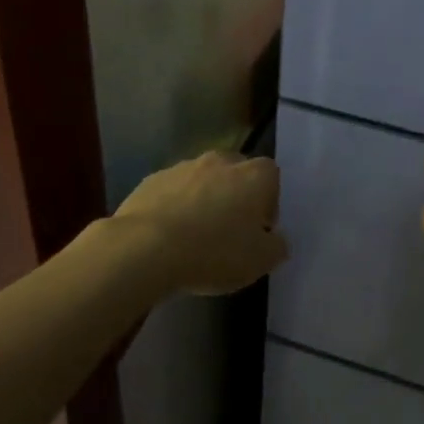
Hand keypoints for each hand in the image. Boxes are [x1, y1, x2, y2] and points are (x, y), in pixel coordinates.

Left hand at [114, 151, 289, 295]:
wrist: (146, 248)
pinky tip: (168, 235)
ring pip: (202, 180)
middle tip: (229, 230)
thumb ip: (276, 246)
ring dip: (203, 200)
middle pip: (235, 172)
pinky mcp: (152, 180)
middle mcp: (220, 161)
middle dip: (235, 195)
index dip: (268, 201)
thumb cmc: (214, 252)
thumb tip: (275, 239)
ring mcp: (183, 167)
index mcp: (253, 176)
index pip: (271, 175)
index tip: (259, 229)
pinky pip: (172, 191)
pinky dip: (174, 206)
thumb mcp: (260, 261)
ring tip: (194, 236)